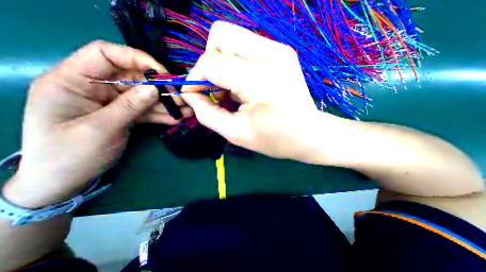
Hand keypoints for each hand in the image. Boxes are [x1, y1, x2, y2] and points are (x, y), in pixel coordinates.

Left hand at [4, 40, 193, 207]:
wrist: (66, 180)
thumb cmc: (70, 155)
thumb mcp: (101, 129)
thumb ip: (129, 106)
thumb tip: (154, 89)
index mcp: (73, 81)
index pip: (106, 54)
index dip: (136, 58)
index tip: (162, 73)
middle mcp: (96, 87)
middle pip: (133, 77)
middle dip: (159, 87)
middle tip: (180, 98)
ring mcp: (113, 102)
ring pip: (144, 95)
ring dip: (166, 103)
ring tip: (185, 110)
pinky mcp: (125, 114)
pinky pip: (146, 110)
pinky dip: (161, 114)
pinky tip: (176, 119)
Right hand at [183, 21, 345, 160]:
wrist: (309, 134)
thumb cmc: (275, 139)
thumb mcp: (236, 134)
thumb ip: (207, 114)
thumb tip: (192, 94)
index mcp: (259, 79)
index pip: (211, 63)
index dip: (195, 79)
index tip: (195, 95)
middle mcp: (270, 54)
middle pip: (219, 36)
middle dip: (209, 64)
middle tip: (215, 90)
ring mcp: (278, 49)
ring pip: (232, 37)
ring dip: (222, 63)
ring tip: (230, 91)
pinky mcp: (282, 52)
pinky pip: (246, 47)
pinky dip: (236, 64)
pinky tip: (244, 86)